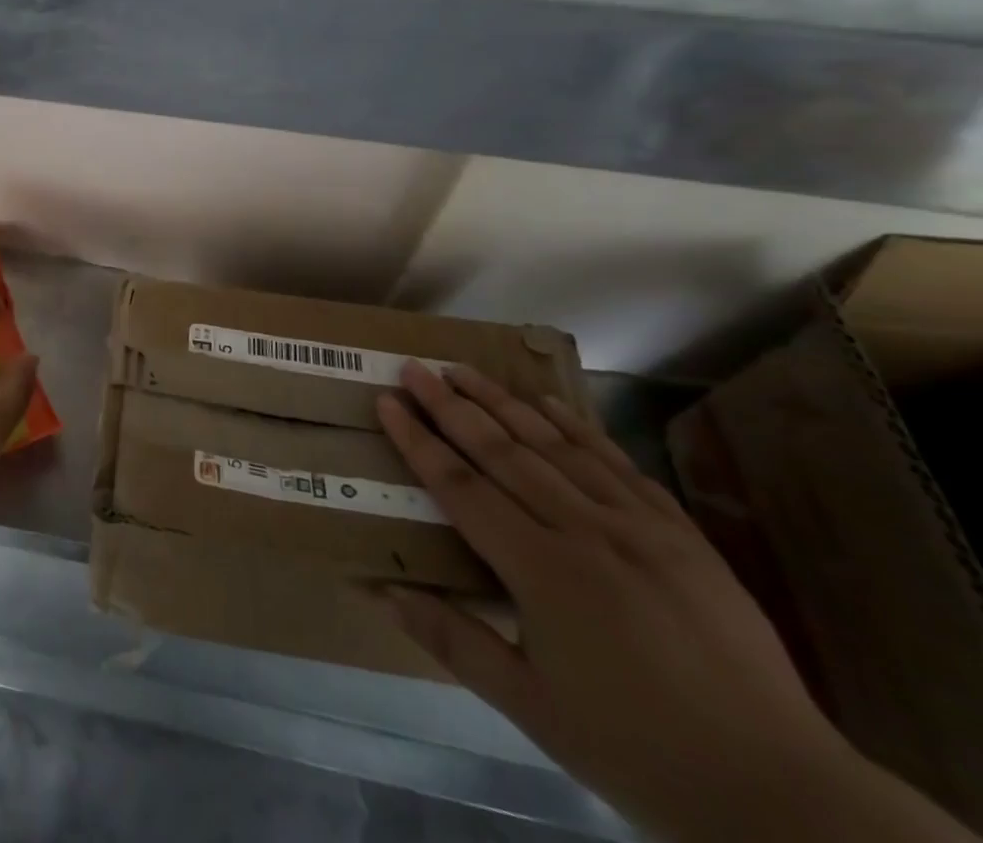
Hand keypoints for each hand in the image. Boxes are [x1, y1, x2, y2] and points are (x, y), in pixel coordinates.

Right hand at [376, 362, 849, 838]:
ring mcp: (640, 528)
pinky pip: (618, 465)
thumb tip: (382, 591)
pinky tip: (549, 402)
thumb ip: (453, 641)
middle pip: (503, 452)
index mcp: (543, 572)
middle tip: (414, 367)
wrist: (781, 795)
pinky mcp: (681, 534)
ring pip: (556, 446)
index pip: (462, 487)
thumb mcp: (531, 711)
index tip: (387, 401)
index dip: (418, 441)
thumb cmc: (637, 751)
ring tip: (464, 370)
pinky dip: (578, 428)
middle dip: (451, 406)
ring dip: (504, 403)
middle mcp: (586, 532)